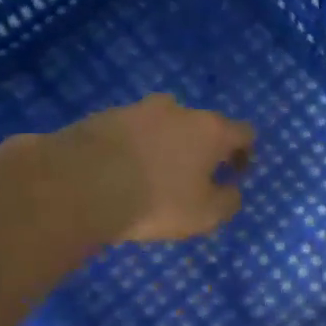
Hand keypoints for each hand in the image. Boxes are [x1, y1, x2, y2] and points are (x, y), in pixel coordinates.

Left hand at [73, 94, 255, 241]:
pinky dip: (135, 148)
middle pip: (202, 124)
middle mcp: (178, 111)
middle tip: (194, 177)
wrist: (80, 185)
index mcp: (210, 130)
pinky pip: (132, 132)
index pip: (243, 132)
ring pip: (164, 124)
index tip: (234, 175)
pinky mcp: (104, 117)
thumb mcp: (205, 215)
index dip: (245, 153)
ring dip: (167, 144)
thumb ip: (228, 201)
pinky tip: (124, 172)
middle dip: (203, 148)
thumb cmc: (157, 201)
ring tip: (155, 174)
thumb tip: (232, 191)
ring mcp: (138, 109)